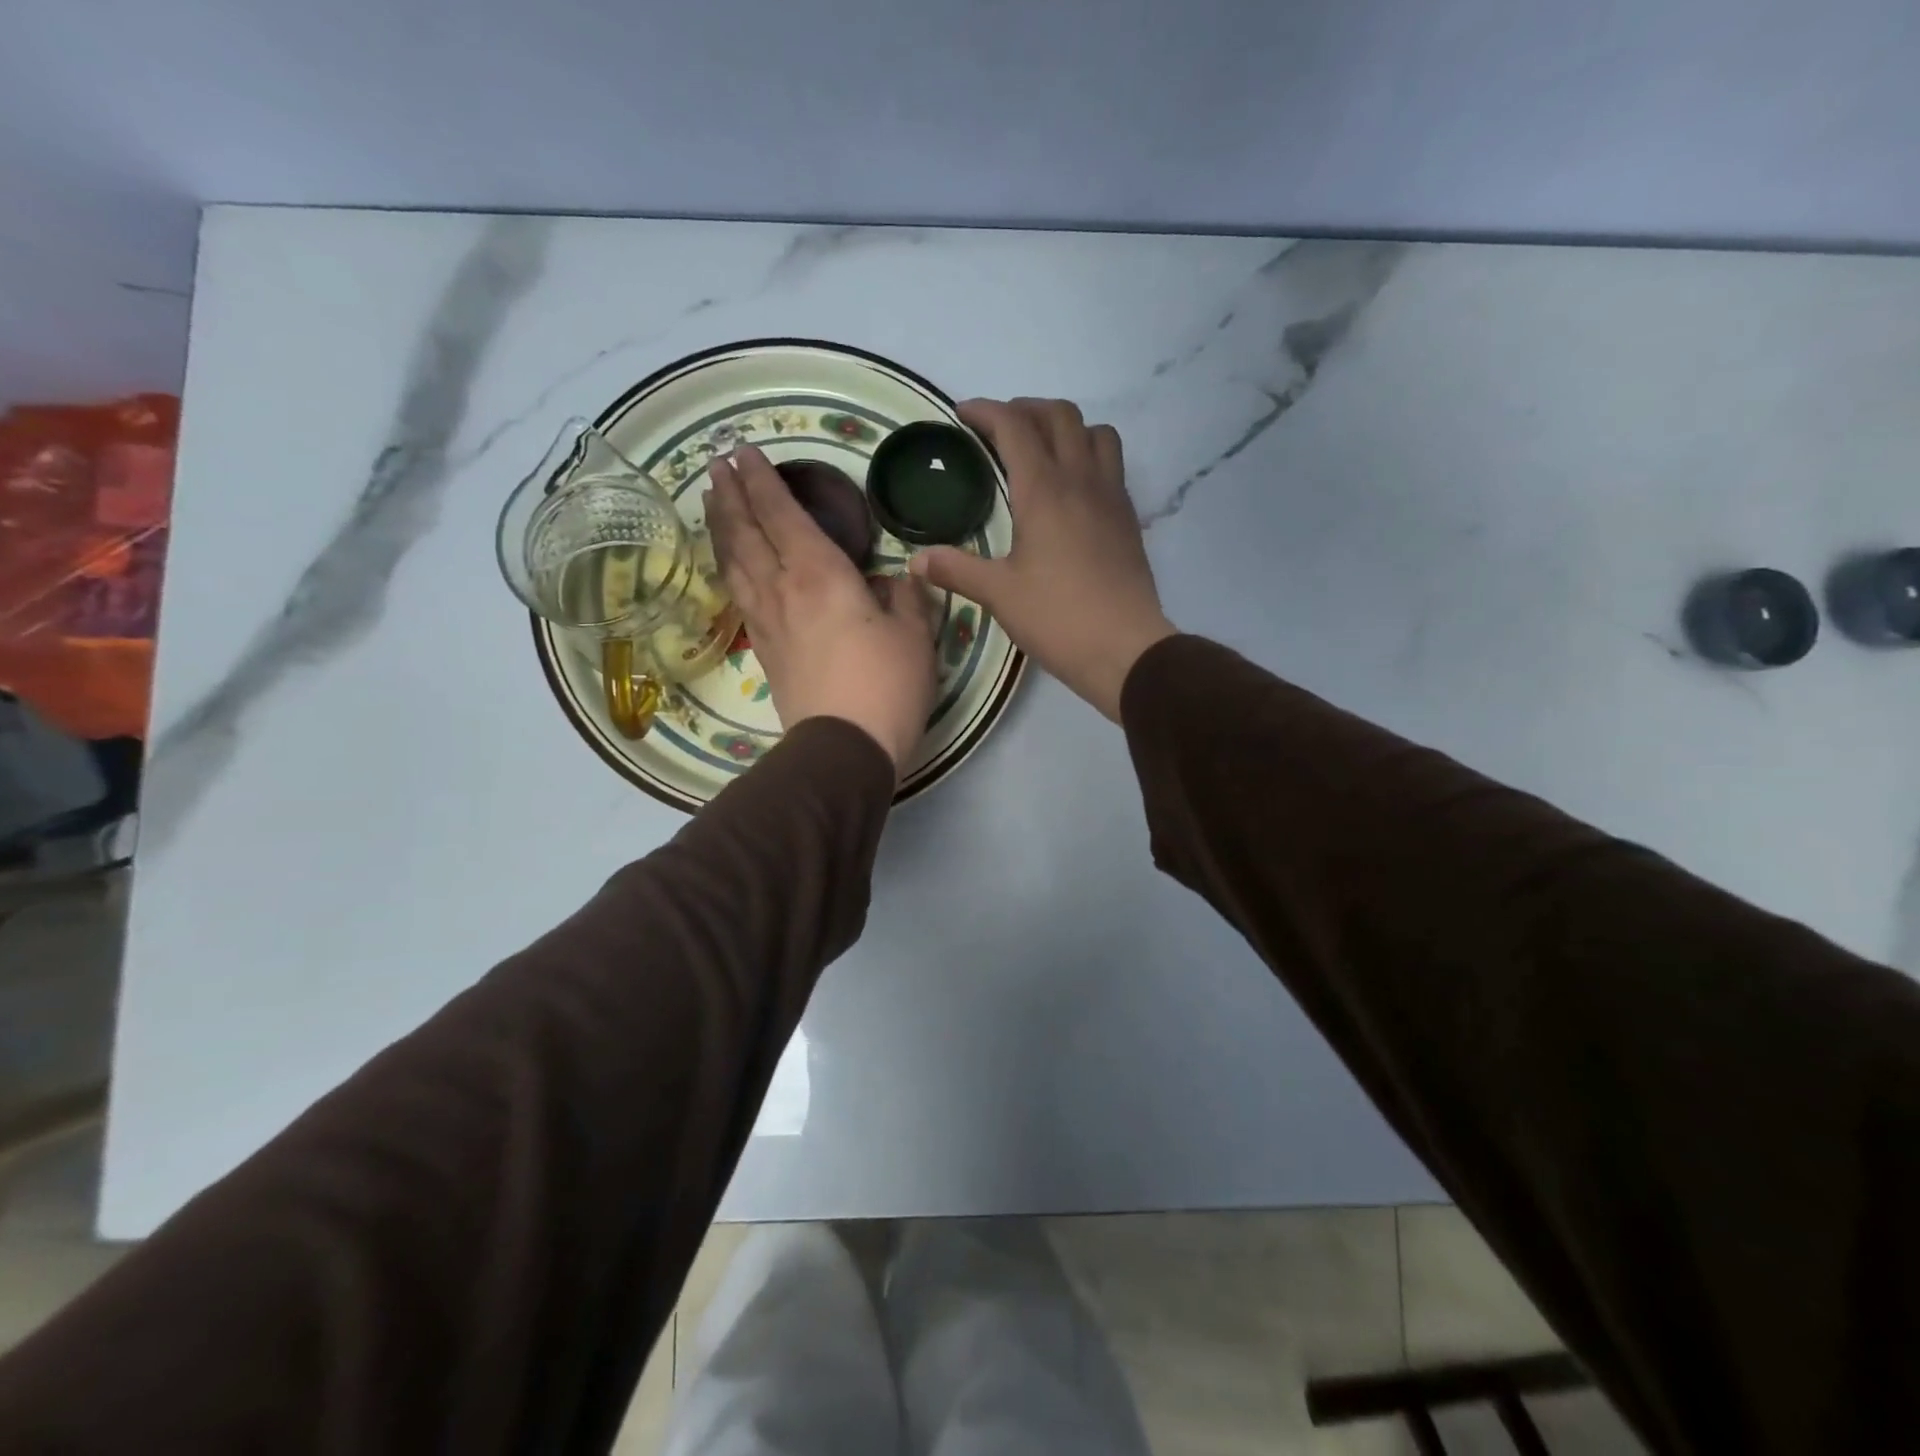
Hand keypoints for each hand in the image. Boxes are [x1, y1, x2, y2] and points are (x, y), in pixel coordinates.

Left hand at [707, 446, 937, 773]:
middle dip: (731, 496)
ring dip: (722, 528)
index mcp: (820, 575)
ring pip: (735, 564)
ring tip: (713, 503)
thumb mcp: (915, 636)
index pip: (782, 515)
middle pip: (746, 534)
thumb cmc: (886, 686)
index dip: (761, 481)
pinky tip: (731, 566)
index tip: (743, 452)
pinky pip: (739, 596)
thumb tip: (900, 580)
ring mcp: (767, 623)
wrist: (844, 749)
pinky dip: (730, 569)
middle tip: (717, 466)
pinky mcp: (765, 652)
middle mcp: (784, 590)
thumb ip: (907, 598)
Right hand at [909, 399, 1174, 720]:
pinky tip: (1072, 488)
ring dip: (1066, 427)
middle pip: (1059, 416)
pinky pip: (1112, 464)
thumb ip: (956, 570)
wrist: (1124, 649)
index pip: (1014, 427)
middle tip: (999, 429)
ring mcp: (1111, 496)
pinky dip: (1088, 455)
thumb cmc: (1057, 618)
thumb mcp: (999, 595)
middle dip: (1025, 410)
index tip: (963, 414)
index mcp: (1044, 491)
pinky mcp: (1128, 518)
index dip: (986, 411)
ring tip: (1042, 449)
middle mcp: (1081, 480)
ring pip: (1096, 432)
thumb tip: (916, 560)